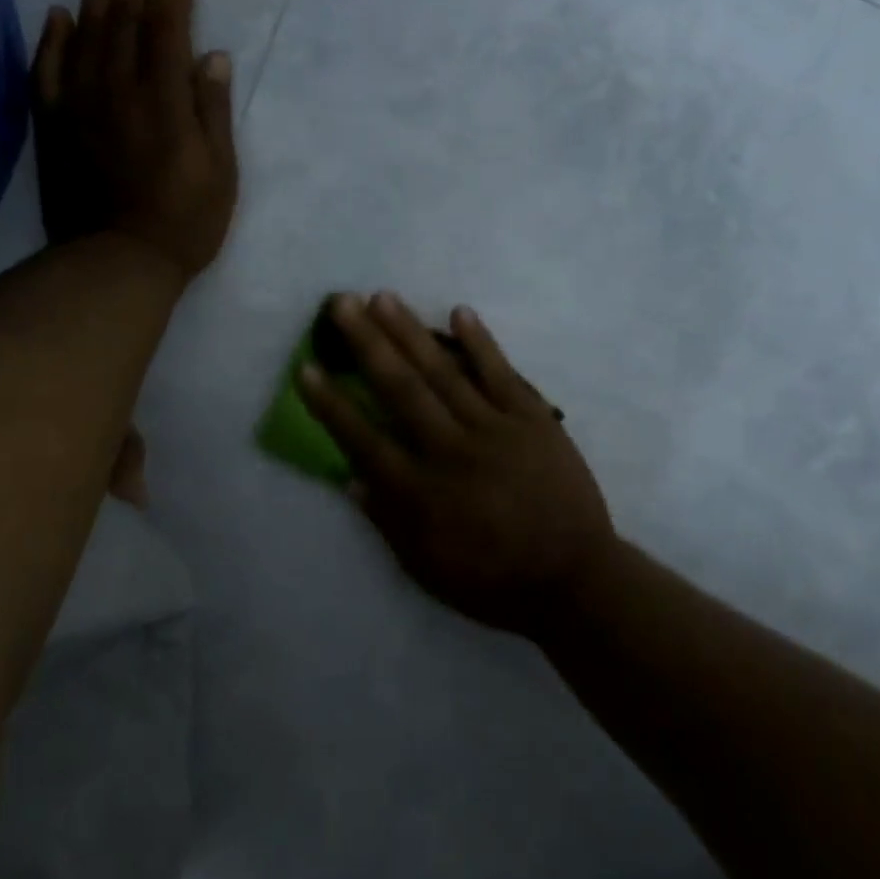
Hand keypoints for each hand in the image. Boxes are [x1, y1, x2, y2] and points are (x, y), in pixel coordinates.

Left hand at [31, 0, 238, 281]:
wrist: (116, 261)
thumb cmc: (184, 222)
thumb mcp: (220, 173)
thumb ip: (213, 111)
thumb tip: (211, 55)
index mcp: (164, 101)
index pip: (166, 29)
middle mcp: (118, 90)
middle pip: (125, 18)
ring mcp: (79, 105)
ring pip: (86, 33)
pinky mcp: (53, 125)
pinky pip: (48, 70)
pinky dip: (53, 37)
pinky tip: (58, 12)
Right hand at [298, 293, 615, 637]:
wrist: (573, 579)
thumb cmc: (493, 581)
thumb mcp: (427, 569)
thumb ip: (387, 522)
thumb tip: (350, 479)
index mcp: (420, 492)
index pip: (363, 439)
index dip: (331, 403)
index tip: (306, 368)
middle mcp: (450, 451)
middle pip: (401, 388)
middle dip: (367, 343)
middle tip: (341, 303)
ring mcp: (494, 429)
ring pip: (444, 372)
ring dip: (411, 332)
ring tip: (383, 297)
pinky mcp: (533, 420)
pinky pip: (502, 374)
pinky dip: (481, 342)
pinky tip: (460, 312)